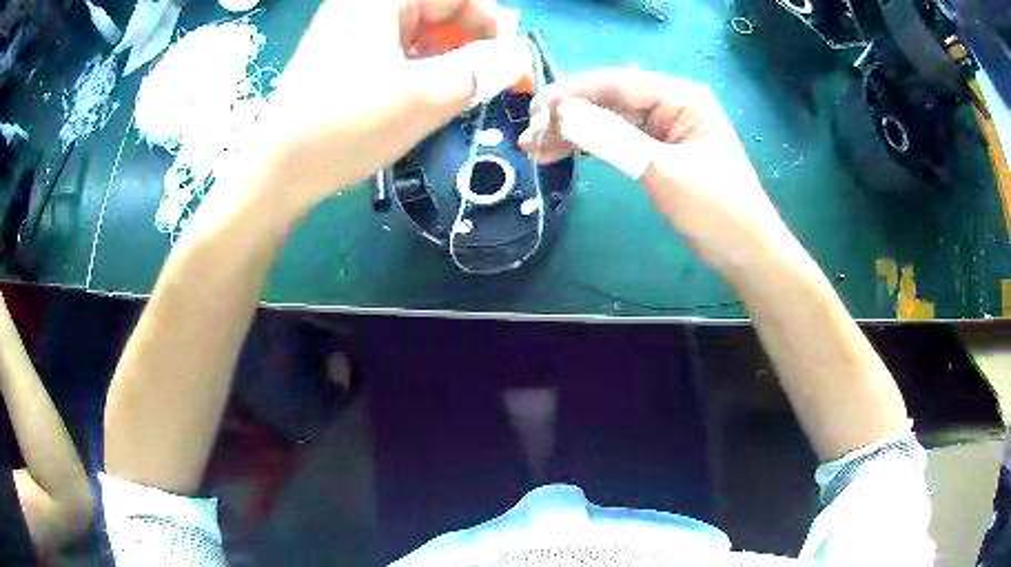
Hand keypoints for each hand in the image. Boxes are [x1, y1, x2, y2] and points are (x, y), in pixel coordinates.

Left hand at [229, 0, 531, 220]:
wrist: (278, 173)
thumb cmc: (347, 126)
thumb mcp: (426, 94)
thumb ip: (482, 69)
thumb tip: (517, 55)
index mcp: (379, 1)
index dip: (493, 22)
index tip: (512, 60)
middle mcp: (361, 6)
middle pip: (436, 9)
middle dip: (470, 41)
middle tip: (489, 80)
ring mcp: (347, 31)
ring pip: (417, 31)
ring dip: (447, 57)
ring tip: (461, 91)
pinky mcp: (341, 57)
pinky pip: (395, 48)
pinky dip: (420, 66)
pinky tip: (427, 93)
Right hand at [518, 68, 793, 272]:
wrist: (743, 249)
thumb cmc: (714, 207)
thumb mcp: (662, 169)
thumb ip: (612, 137)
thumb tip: (562, 115)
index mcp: (681, 97)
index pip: (617, 83)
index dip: (572, 92)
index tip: (536, 109)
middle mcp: (672, 104)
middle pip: (609, 100)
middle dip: (567, 115)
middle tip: (530, 136)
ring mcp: (665, 128)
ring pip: (609, 120)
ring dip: (573, 132)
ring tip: (535, 148)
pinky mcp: (659, 150)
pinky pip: (618, 139)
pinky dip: (591, 146)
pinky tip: (563, 151)